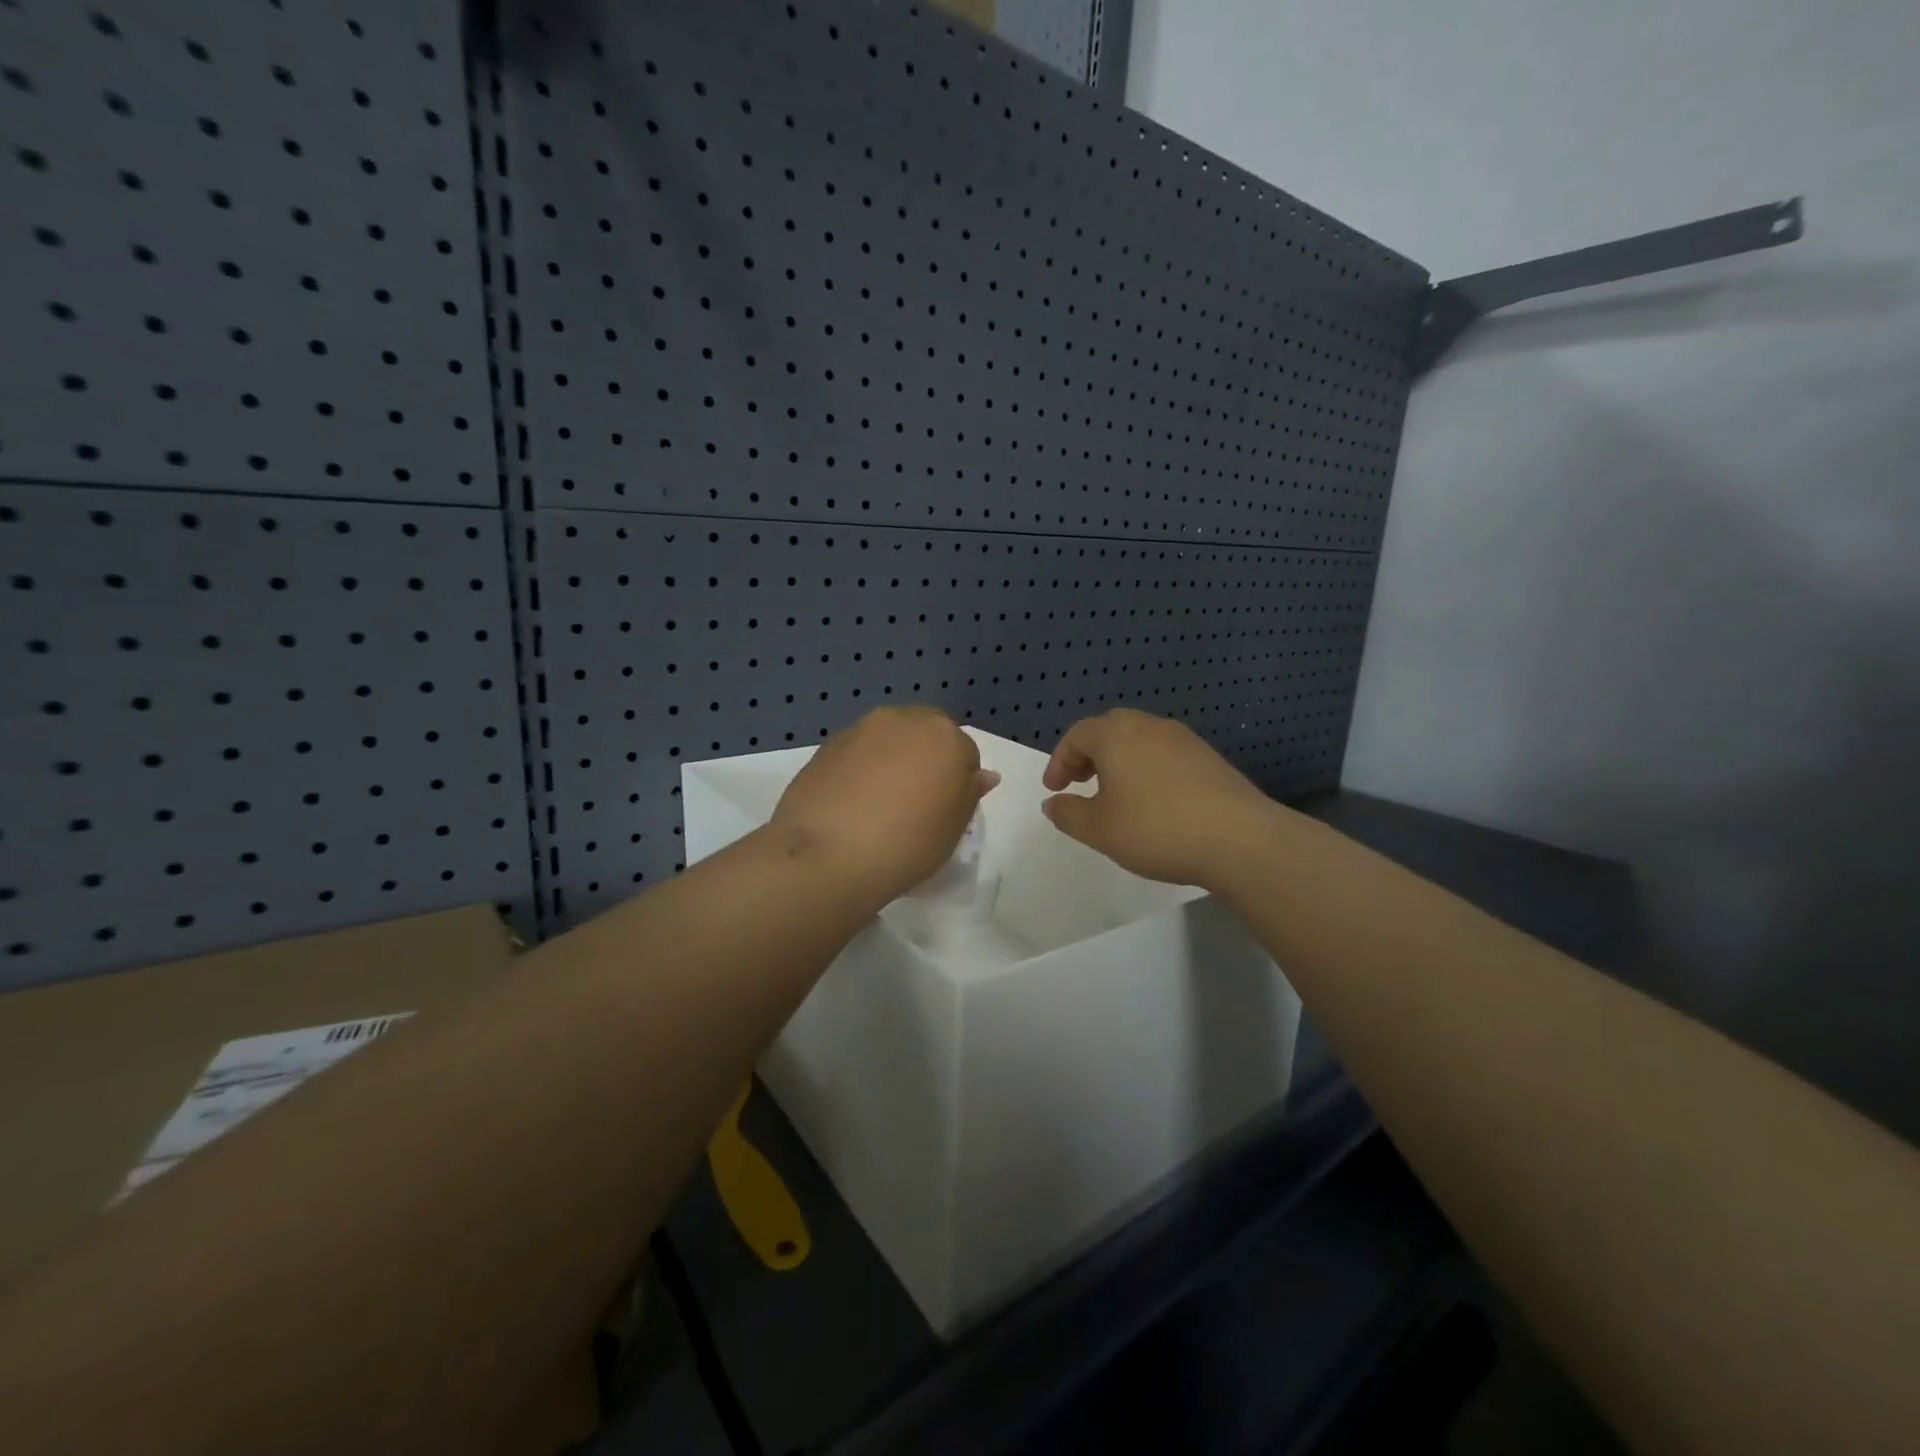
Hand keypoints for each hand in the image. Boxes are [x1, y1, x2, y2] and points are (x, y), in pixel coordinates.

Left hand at [771, 707, 999, 905]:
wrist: (829, 853)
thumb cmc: (909, 843)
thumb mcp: (954, 828)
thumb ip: (970, 794)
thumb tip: (983, 775)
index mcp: (946, 736)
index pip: (966, 753)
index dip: (958, 784)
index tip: (944, 812)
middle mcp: (904, 720)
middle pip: (925, 735)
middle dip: (924, 760)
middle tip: (914, 803)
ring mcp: (861, 729)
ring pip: (888, 740)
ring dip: (890, 761)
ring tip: (879, 805)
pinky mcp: (827, 745)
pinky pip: (856, 754)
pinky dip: (859, 770)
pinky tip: (851, 805)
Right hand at [1041, 709, 1281, 890]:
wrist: (1240, 839)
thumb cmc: (1156, 829)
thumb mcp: (1099, 829)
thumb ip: (1068, 813)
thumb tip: (1053, 802)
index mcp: (1116, 734)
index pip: (1077, 735)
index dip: (1059, 762)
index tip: (1054, 790)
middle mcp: (1149, 726)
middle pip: (1109, 731)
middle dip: (1088, 756)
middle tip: (1080, 784)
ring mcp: (1184, 739)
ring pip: (1139, 741)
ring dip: (1119, 762)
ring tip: (1116, 796)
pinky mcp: (1209, 758)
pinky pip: (1165, 755)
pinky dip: (1147, 770)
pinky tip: (1154, 803)